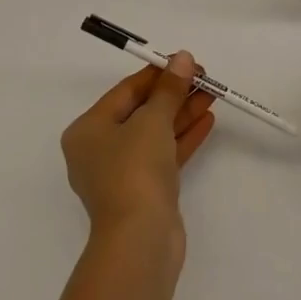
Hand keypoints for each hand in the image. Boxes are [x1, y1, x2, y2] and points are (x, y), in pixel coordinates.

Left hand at [62, 53, 215, 242]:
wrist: (140, 241)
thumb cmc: (135, 170)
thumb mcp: (152, 120)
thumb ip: (169, 88)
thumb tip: (182, 58)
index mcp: (88, 130)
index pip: (126, 91)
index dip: (158, 73)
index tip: (186, 62)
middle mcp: (99, 150)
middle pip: (141, 111)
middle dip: (174, 93)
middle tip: (204, 78)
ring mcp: (122, 174)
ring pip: (155, 133)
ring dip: (182, 113)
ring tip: (212, 94)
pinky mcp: (144, 192)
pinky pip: (164, 155)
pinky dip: (183, 137)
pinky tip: (207, 121)